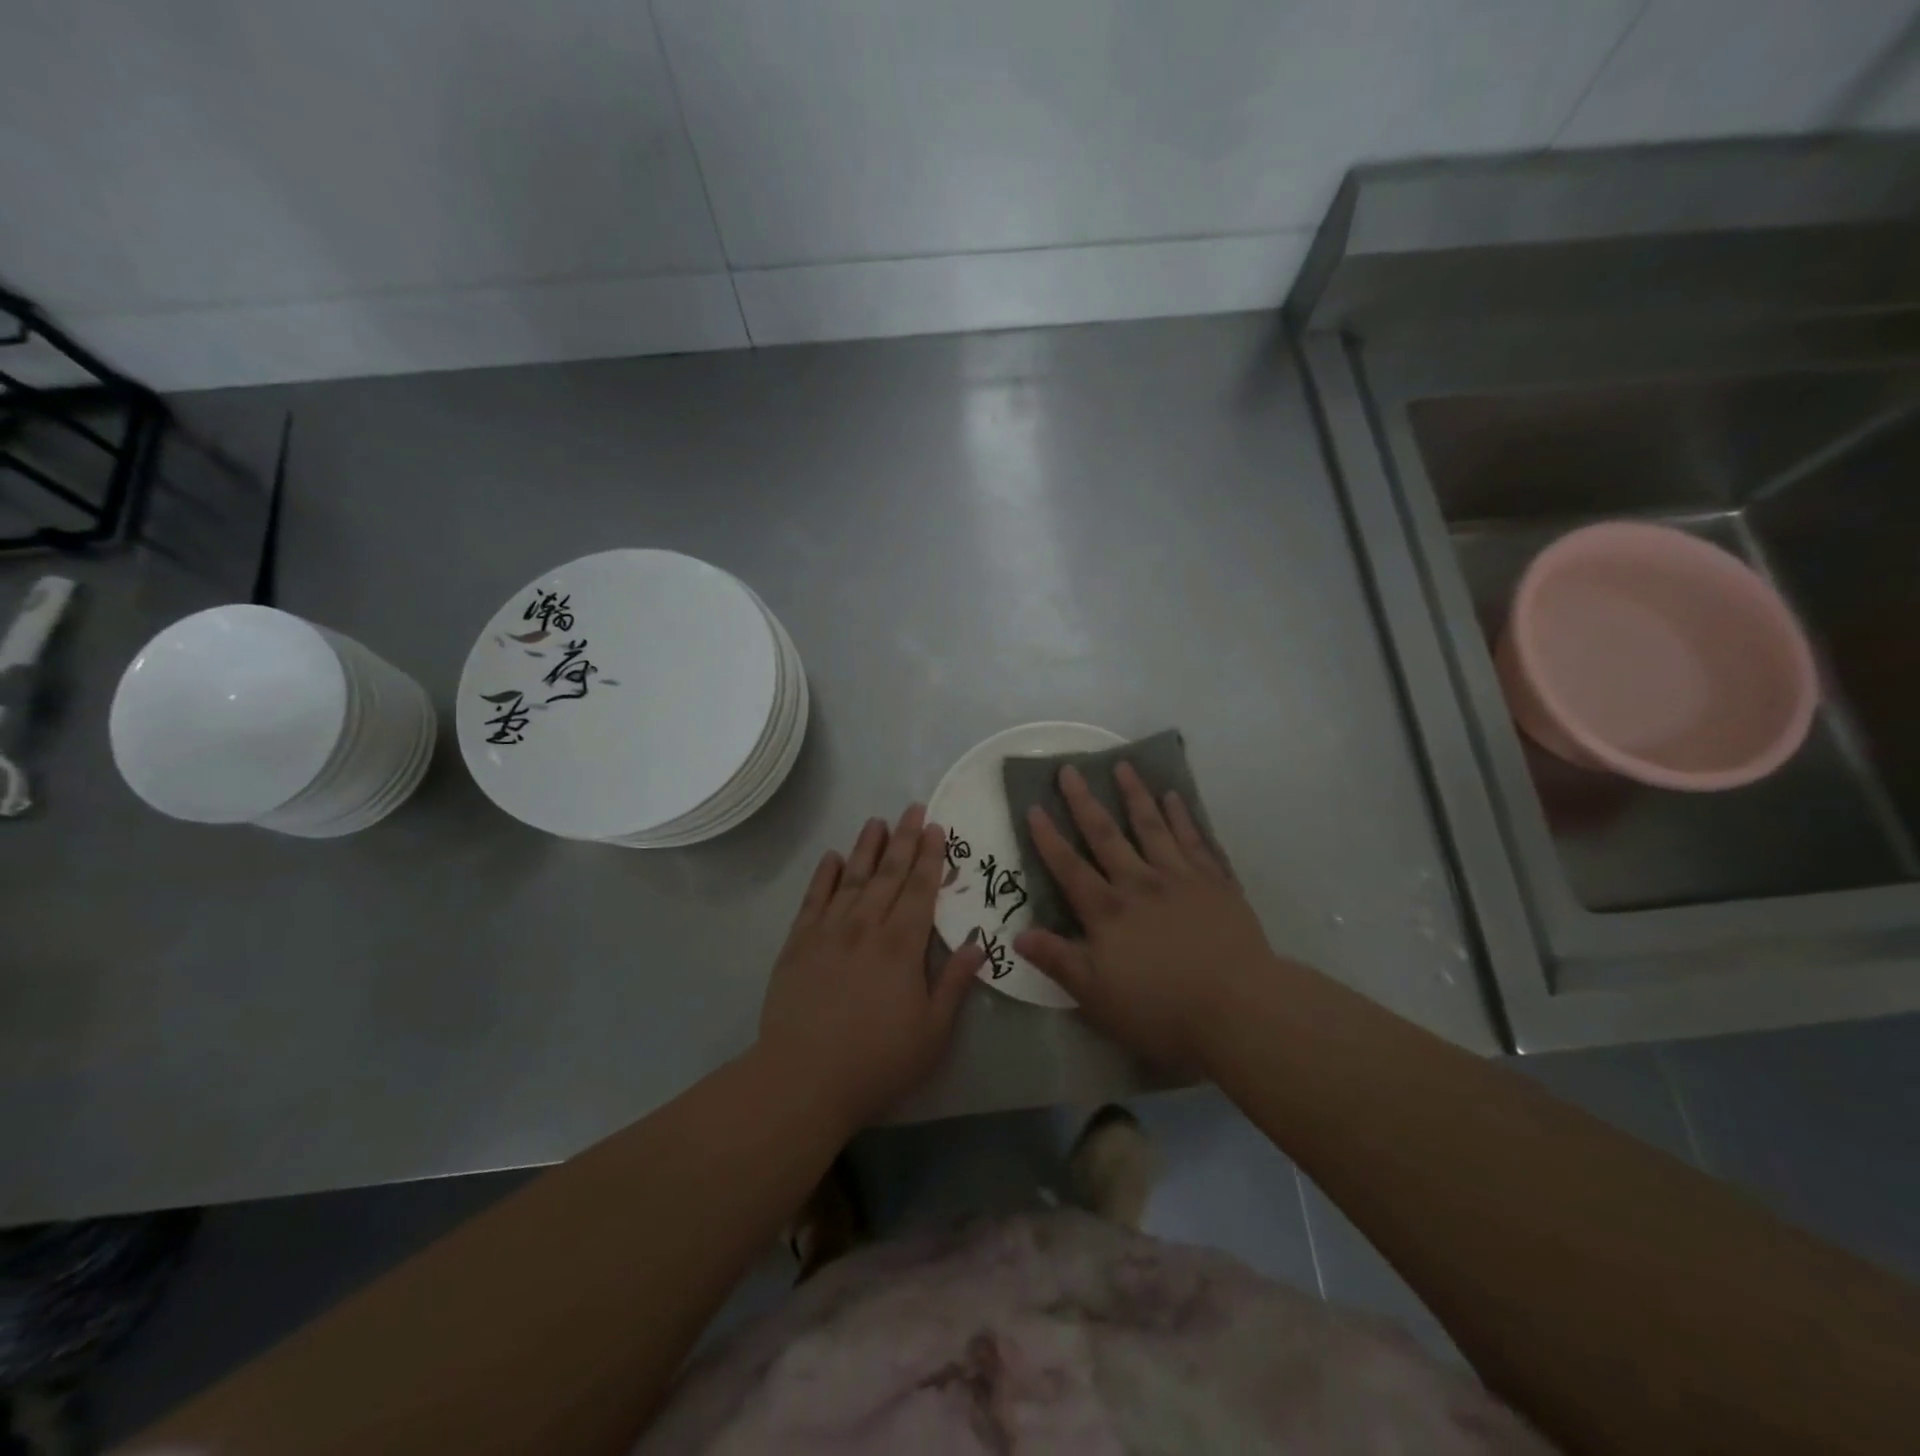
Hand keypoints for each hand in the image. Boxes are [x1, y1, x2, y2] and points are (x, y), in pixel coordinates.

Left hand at [758, 806, 985, 1132]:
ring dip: (866, 848)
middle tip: (913, 808)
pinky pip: (813, 899)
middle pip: (889, 874)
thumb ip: (954, 983)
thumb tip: (977, 943)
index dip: (931, 856)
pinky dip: (823, 876)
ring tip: (876, 821)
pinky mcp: (797, 944)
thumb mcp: (932, 1032)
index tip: (936, 828)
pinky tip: (831, 858)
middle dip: (904, 839)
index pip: (921, 889)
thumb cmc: (877, 1061)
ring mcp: (828, 931)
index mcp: (902, 945)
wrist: (802, 1079)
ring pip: (851, 878)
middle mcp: (866, 926)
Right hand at [1014, 763, 1274, 1069]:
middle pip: (1106, 835)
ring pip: (1152, 827)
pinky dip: (1183, 817)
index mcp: (1108, 911)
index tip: (1034, 807)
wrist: (1240, 1008)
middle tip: (1070, 769)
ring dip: (1135, 795)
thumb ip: (1058, 960)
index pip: (1069, 868)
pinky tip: (1175, 798)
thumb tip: (1018, 932)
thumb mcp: (1097, 995)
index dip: (1049, 838)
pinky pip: (1195, 840)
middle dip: (1085, 801)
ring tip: (1124, 766)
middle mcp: (1140, 884)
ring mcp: (1181, 878)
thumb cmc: (1162, 1009)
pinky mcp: (1217, 883)